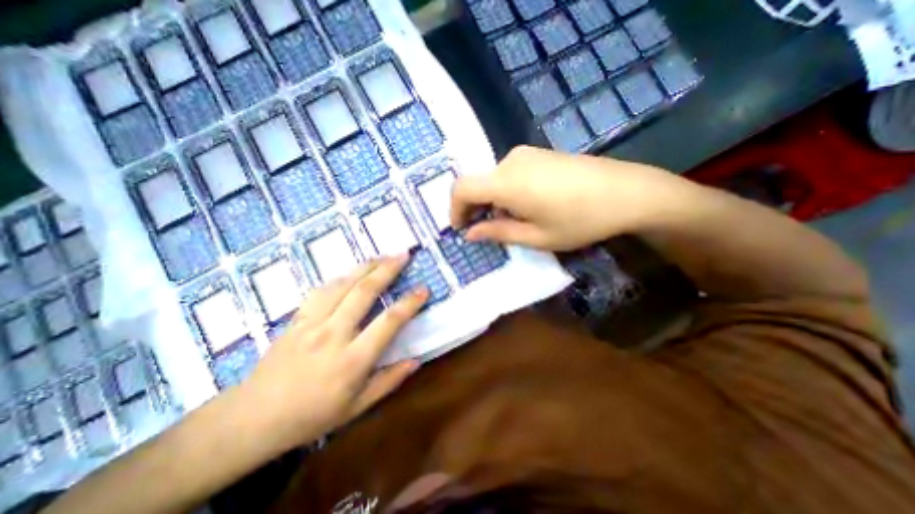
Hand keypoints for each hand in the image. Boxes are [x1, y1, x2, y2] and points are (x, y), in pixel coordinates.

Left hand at [241, 254, 430, 451]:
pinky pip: (321, 290)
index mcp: (352, 360)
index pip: (388, 322)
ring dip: (365, 267)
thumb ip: (388, 381)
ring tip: (382, 256)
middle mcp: (333, 334)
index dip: (409, 303)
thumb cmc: (312, 416)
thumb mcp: (357, 408)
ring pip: (342, 284)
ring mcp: (311, 323)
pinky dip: (340, 277)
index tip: (423, 289)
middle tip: (403, 255)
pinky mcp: (296, 319)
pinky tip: (351, 273)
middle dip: (387, 270)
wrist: (253, 418)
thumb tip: (416, 360)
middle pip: (364, 292)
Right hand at [449, 145, 692, 250]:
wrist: (628, 191)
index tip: (460, 228)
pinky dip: (505, 191)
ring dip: (491, 200)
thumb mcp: (536, 237)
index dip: (454, 209)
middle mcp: (510, 161)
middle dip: (474, 208)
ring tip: (510, 221)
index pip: (462, 188)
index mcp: (506, 182)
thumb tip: (470, 233)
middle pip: (477, 183)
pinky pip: (509, 173)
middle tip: (485, 230)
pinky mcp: (539, 153)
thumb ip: (498, 232)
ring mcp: (526, 153)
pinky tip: (525, 205)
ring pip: (493, 179)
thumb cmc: (580, 220)